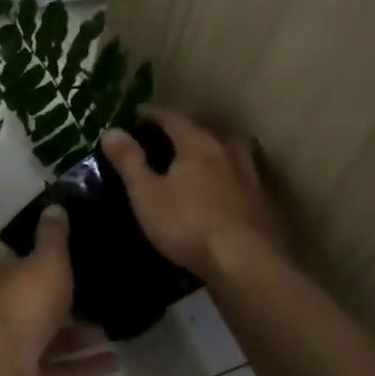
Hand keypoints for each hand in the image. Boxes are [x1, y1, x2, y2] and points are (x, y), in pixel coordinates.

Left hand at [0, 205, 115, 375]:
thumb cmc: (25, 302)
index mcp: (5, 277)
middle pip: (38, 302)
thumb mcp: (46, 260)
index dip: (46, 259)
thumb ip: (53, 237)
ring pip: (51, 337)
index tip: (75, 257)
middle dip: (67, 302)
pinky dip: (85, 365)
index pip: (24, 263)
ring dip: (81, 335)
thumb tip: (54, 205)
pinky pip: (61, 368)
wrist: (1, 365)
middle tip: (103, 296)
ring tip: (114, 331)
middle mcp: (6, 310)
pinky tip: (114, 363)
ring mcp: (15, 346)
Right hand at [102, 107, 287, 280]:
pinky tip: (222, 190)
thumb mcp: (147, 195)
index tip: (138, 113)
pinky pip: (241, 177)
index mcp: (198, 144)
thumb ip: (129, 161)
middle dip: (185, 130)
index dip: (153, 113)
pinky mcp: (263, 201)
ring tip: (198, 160)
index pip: (173, 117)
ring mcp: (250, 176)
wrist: (244, 262)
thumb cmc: (188, 224)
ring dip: (212, 151)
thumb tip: (111, 130)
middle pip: (205, 130)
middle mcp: (227, 151)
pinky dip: (227, 176)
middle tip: (166, 137)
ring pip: (229, 152)